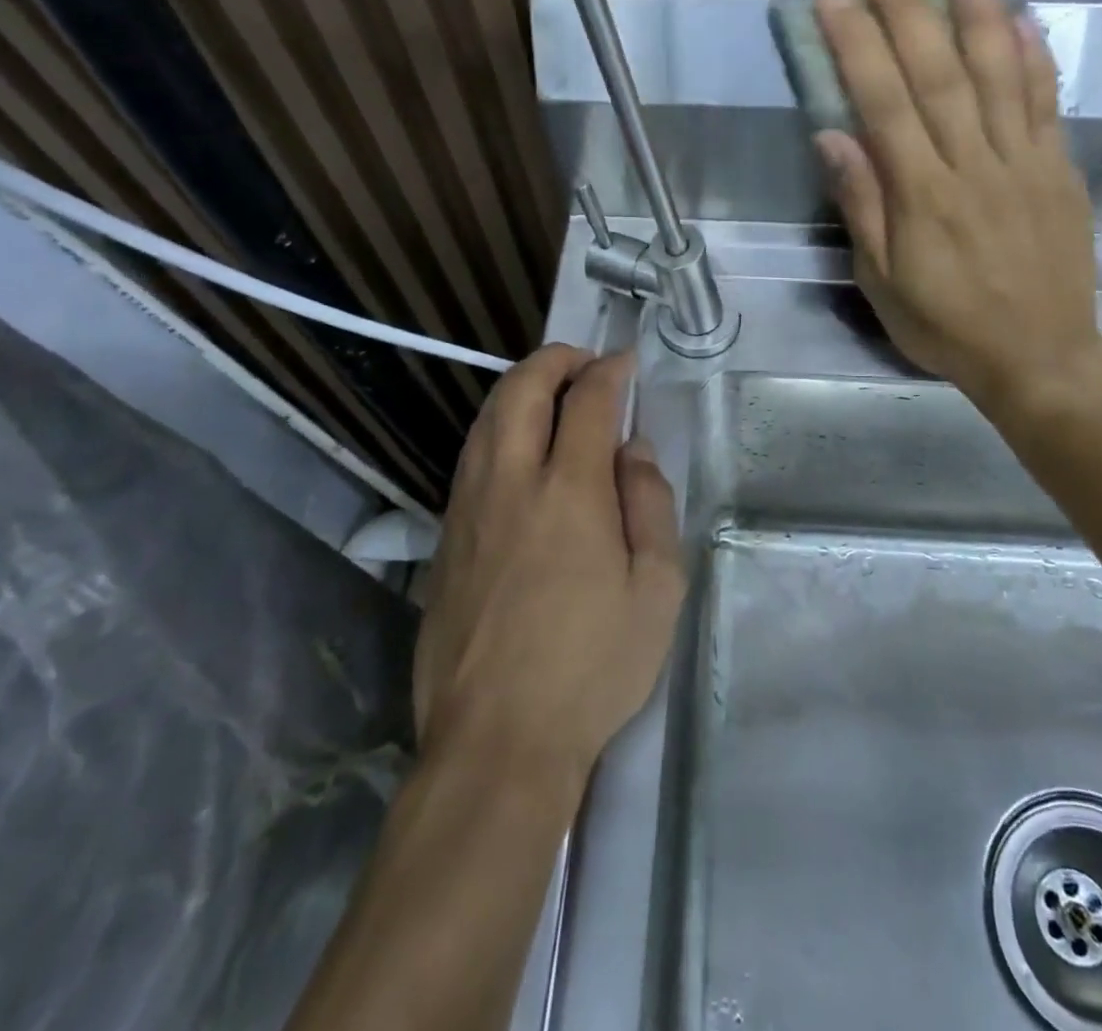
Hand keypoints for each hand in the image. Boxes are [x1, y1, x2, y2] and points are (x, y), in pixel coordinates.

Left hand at [415, 347, 685, 792]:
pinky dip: (495, 428)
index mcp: (569, 491)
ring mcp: (467, 509)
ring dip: (518, 388)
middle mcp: (510, 483)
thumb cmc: (593, 667)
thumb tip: (632, 449)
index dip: (609, 371)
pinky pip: (469, 457)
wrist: (497, 741)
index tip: (625, 361)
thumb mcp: (657, 589)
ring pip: (485, 419)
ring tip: (548, 390)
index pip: (588, 401)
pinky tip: (513, 446)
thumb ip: (650, 505)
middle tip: (583, 361)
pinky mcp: (444, 538)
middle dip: (554, 360)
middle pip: (521, 390)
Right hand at [813, 0, 1101, 421]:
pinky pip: (1048, 104)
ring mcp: (1025, 164)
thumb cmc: (946, 326)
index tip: (834, 0)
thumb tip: (833, 138)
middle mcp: (974, 167)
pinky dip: (1036, 57)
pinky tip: (1021, 17)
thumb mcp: (883, 283)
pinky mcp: (1060, 170)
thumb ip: (863, 207)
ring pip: (1000, 76)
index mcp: (924, 198)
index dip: (859, 47)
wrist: (1038, 358)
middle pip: (939, 76)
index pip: (885, 106)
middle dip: (909, 12)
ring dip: (978, 14)